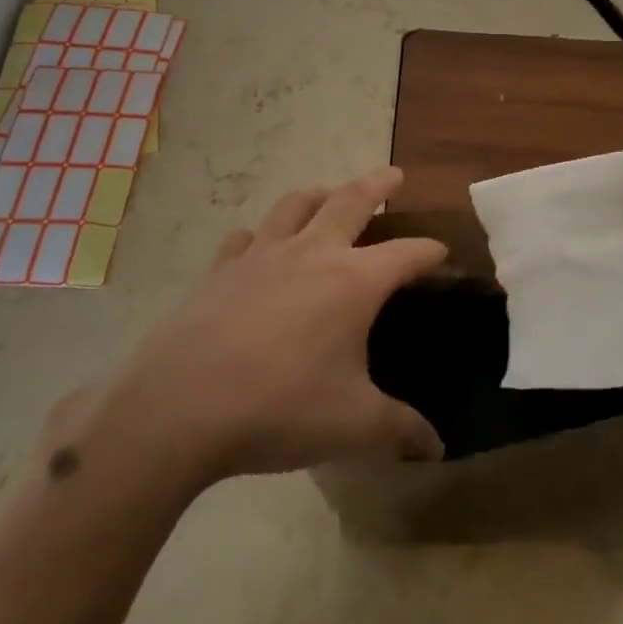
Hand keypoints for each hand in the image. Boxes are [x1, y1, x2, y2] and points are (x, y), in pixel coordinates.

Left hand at [76, 167, 447, 489]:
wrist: (180, 407)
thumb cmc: (280, 408)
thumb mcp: (353, 426)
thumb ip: (400, 430)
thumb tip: (436, 448)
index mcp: (352, 282)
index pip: (405, 254)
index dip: (428, 250)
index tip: (442, 250)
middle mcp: (310, 254)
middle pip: (350, 201)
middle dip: (377, 185)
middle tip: (394, 175)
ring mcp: (260, 256)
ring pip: (295, 205)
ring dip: (319, 193)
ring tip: (329, 193)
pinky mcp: (220, 270)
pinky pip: (245, 237)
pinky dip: (260, 232)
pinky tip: (258, 242)